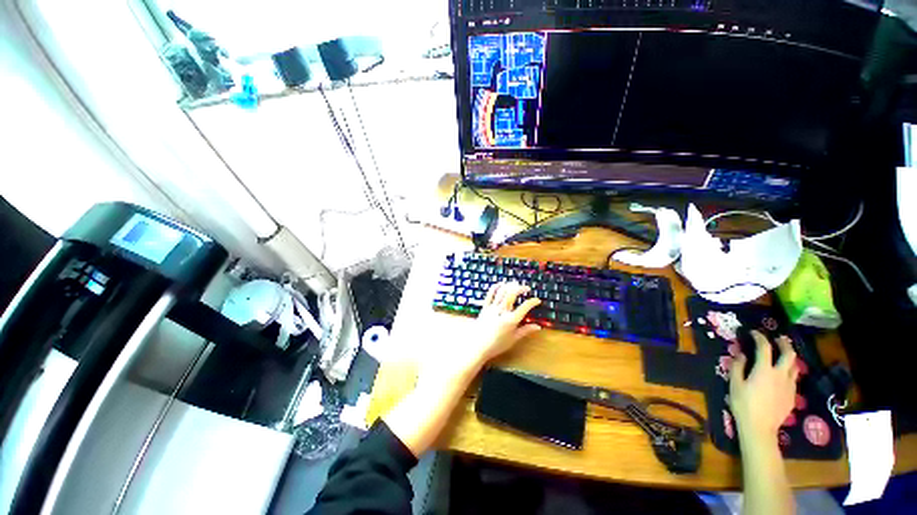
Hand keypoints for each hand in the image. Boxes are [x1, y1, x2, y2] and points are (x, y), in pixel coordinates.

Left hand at [469, 281, 542, 363]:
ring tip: (515, 284)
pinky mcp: (485, 307)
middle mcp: (502, 311)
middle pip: (512, 294)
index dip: (532, 302)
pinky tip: (501, 284)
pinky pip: (490, 294)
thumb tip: (538, 327)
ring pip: (502, 292)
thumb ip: (525, 331)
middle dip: (520, 288)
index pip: (524, 307)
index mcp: (511, 320)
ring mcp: (492, 308)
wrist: (478, 346)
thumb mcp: (513, 339)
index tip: (537, 300)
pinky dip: (496, 287)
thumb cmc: (497, 345)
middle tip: (526, 288)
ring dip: (509, 285)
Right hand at [728, 331, 798, 442]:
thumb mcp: (734, 384)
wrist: (760, 427)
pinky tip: (782, 376)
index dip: (760, 337)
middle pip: (789, 354)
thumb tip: (741, 354)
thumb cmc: (743, 403)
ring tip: (782, 356)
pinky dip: (789, 372)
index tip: (754, 333)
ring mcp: (789, 385)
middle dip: (784, 344)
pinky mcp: (792, 396)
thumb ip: (738, 367)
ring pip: (795, 366)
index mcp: (765, 370)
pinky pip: (793, 379)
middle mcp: (781, 374)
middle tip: (777, 339)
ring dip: (789, 358)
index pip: (765, 347)